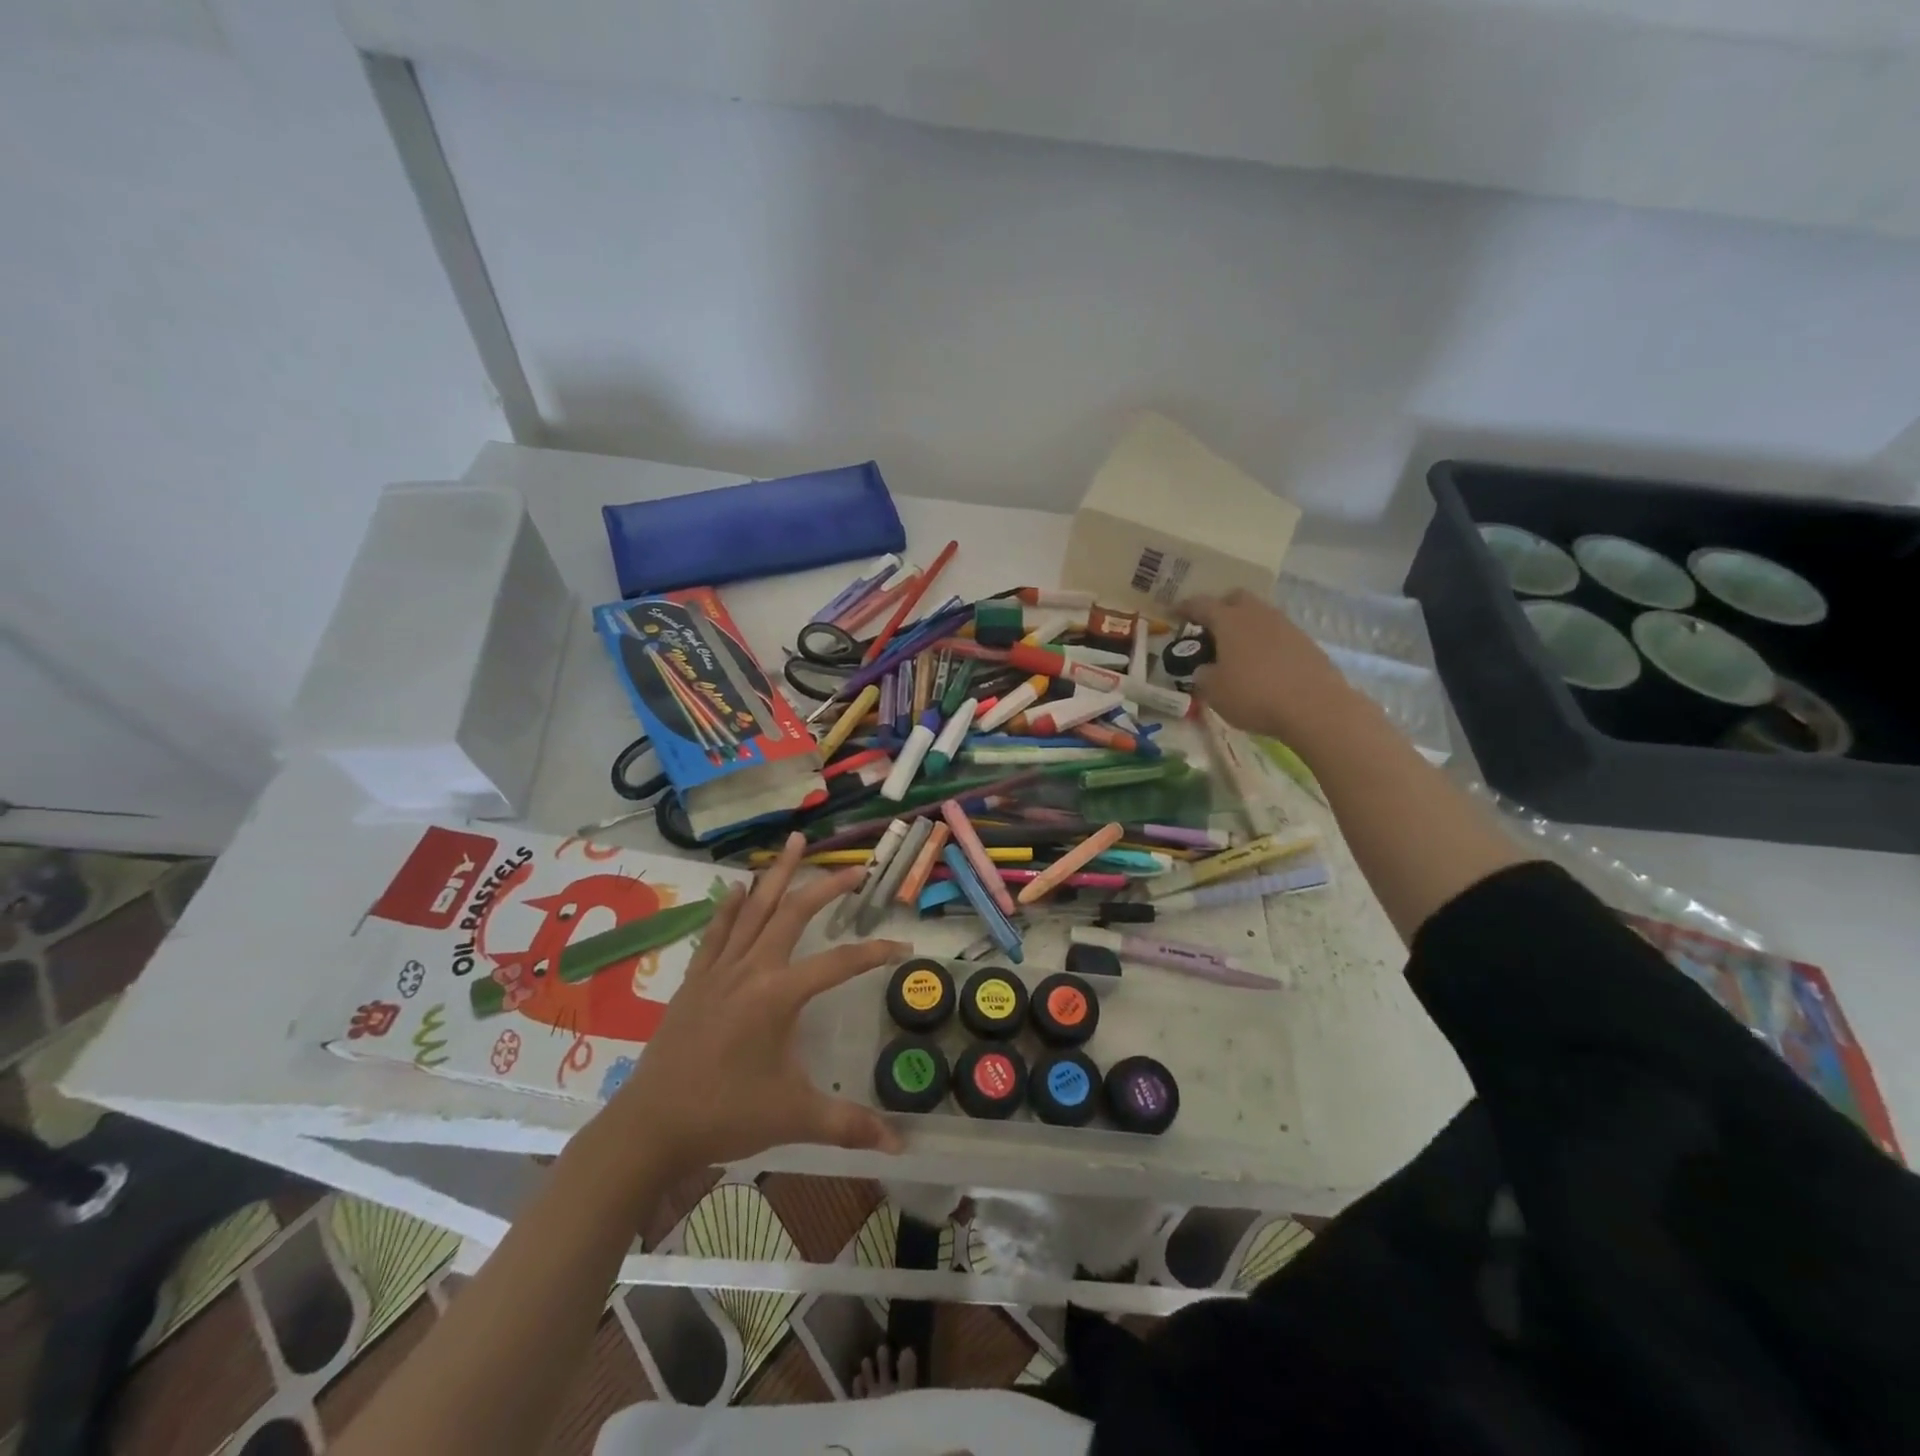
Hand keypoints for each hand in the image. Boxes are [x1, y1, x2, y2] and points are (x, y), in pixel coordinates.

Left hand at [602, 833, 908, 1173]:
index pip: (839, 962)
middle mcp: (751, 969)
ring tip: (793, 842)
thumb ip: (848, 1125)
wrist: (649, 1127)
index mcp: (778, 994)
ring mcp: (719, 970)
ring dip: (776, 875)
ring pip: (754, 910)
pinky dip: (730, 907)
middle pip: (793, 913)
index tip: (904, 946)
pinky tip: (737, 887)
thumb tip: (900, 1145)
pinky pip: (717, 931)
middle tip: (854, 866)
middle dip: (826, 886)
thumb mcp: (793, 1117)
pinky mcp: (695, 980)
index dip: (875, 951)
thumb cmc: (725, 1116)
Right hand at [1177, 588, 1353, 743]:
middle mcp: (1257, 615)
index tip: (1174, 613)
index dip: (1185, 608)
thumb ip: (1203, 675)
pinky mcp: (1306, 642)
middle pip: (1236, 598)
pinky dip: (1265, 642)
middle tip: (1210, 629)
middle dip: (1220, 608)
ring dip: (1245, 626)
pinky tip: (1262, 665)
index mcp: (1229, 621)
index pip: (1201, 605)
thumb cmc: (1254, 695)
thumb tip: (1205, 669)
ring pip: (1259, 615)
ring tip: (1236, 651)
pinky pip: (1277, 634)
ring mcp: (1286, 626)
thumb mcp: (1213, 692)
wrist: (1315, 707)